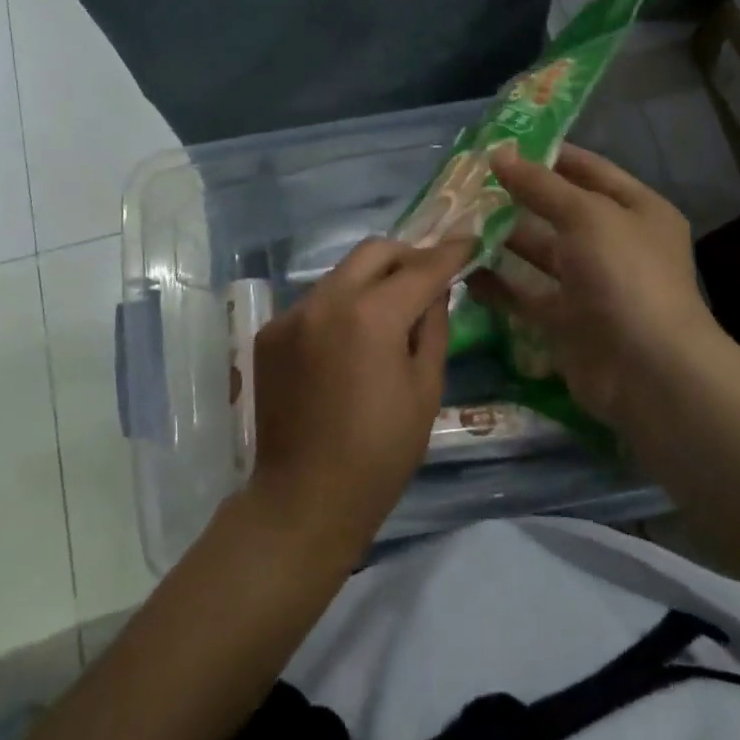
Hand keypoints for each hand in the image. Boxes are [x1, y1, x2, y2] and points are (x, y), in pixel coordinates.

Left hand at [246, 237, 472, 559]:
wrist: (303, 500)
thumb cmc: (379, 454)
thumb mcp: (425, 390)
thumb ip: (432, 327)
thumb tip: (435, 290)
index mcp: (371, 317)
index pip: (420, 268)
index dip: (449, 252)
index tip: (469, 239)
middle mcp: (325, 301)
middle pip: (373, 251)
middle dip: (407, 256)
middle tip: (428, 277)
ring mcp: (292, 314)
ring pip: (342, 274)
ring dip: (371, 282)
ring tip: (388, 314)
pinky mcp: (270, 332)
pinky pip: (315, 302)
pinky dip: (340, 308)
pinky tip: (349, 343)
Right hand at [469, 144, 725, 429]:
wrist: (648, 373)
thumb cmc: (625, 276)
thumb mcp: (586, 216)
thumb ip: (541, 185)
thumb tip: (500, 153)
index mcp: (636, 210)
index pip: (588, 170)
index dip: (547, 154)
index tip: (500, 145)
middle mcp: (615, 243)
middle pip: (559, 211)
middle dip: (517, 196)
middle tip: (467, 182)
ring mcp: (591, 285)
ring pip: (539, 253)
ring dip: (502, 238)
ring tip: (457, 220)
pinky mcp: (566, 321)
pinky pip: (526, 295)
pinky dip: (497, 284)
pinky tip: (461, 268)